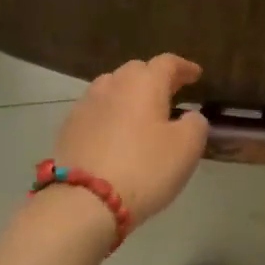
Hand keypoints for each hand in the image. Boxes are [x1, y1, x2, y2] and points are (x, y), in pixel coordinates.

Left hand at [53, 55, 209, 223]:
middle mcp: (112, 85)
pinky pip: (96, 111)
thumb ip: (195, 124)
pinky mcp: (68, 128)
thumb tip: (189, 116)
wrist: (84, 201)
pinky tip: (116, 132)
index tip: (196, 74)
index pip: (167, 63)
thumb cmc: (144, 169)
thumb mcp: (187, 148)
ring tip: (141, 111)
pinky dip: (111, 114)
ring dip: (129, 95)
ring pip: (112, 88)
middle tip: (170, 92)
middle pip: (136, 71)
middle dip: (154, 78)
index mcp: (143, 83)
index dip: (184, 67)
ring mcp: (85, 105)